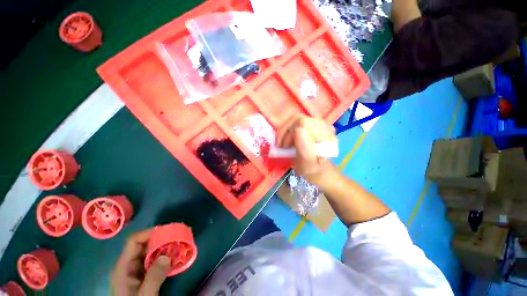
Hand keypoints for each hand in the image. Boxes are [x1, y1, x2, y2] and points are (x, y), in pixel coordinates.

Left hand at [111, 229, 170, 295]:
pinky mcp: (137, 280)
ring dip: (158, 253)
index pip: (133, 242)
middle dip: (156, 242)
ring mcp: (131, 273)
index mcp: (122, 266)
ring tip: (175, 250)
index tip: (165, 232)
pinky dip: (158, 264)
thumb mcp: (146, 295)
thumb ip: (154, 277)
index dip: (147, 234)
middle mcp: (125, 266)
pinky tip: (169, 265)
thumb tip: (166, 256)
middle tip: (174, 241)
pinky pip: (147, 267)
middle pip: (139, 248)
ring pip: (144, 257)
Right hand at [276, 115, 335, 184]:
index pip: (304, 124)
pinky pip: (296, 119)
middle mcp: (325, 126)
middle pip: (299, 118)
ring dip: (285, 130)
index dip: (290, 134)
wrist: (320, 170)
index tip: (285, 148)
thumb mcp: (308, 166)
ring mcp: (319, 123)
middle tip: (283, 147)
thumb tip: (298, 130)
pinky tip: (287, 138)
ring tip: (284, 143)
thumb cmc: (314, 171)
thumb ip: (305, 150)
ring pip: (296, 117)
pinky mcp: (313, 122)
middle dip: (286, 132)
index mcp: (327, 137)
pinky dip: (288, 128)